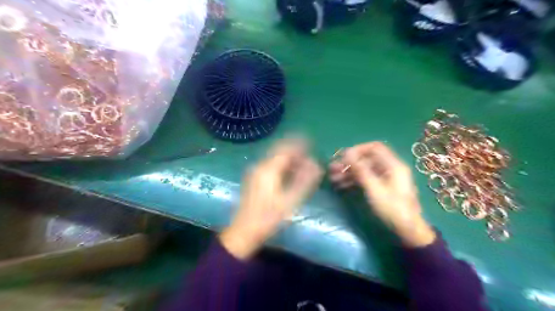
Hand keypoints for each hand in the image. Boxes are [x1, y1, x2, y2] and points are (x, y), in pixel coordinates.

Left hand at [221, 138, 322, 258]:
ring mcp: (255, 173)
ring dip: (289, 158)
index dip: (299, 144)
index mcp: (268, 169)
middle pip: (279, 151)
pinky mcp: (253, 180)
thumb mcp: (289, 200)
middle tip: (309, 155)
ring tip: (303, 164)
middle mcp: (260, 166)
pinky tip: (290, 173)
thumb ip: (304, 181)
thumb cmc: (267, 218)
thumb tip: (316, 165)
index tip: (311, 143)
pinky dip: (282, 165)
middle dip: (294, 150)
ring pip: (274, 158)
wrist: (243, 232)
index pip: (285, 149)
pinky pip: (270, 166)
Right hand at [326, 143, 435, 247]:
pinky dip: (354, 181)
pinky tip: (341, 185)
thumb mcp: (374, 189)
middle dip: (349, 163)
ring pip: (364, 170)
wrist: (407, 231)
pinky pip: (365, 179)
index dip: (358, 150)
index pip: (374, 148)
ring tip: (333, 178)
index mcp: (393, 165)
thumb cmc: (392, 208)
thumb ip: (361, 170)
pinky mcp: (381, 187)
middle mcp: (389, 168)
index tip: (343, 157)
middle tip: (333, 169)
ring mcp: (385, 178)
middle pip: (367, 159)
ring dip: (349, 172)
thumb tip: (347, 153)